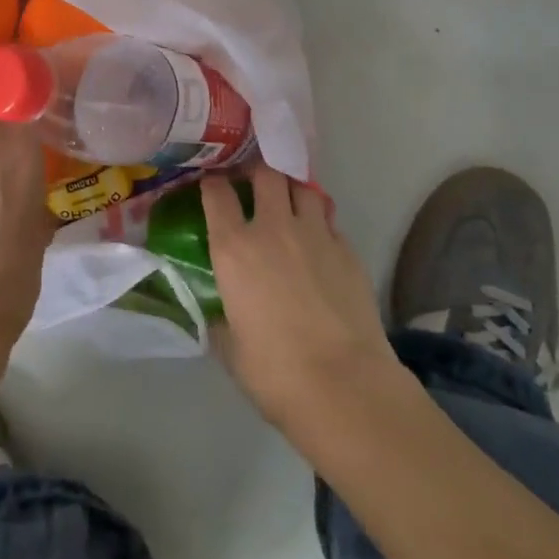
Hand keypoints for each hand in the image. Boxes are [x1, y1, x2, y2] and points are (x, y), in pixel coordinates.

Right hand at [203, 165, 396, 430]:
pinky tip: (318, 241)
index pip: (216, 193)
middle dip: (256, 172)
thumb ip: (220, 319)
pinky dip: (319, 221)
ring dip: (291, 189)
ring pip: (302, 187)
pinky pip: (329, 219)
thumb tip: (219, 313)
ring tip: (288, 203)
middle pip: (264, 173)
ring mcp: (315, 234)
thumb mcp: (230, 348)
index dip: (211, 183)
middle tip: (252, 184)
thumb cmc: (275, 372)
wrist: (345, 386)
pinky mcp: (347, 249)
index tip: (211, 185)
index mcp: (233, 248)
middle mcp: (272, 228)